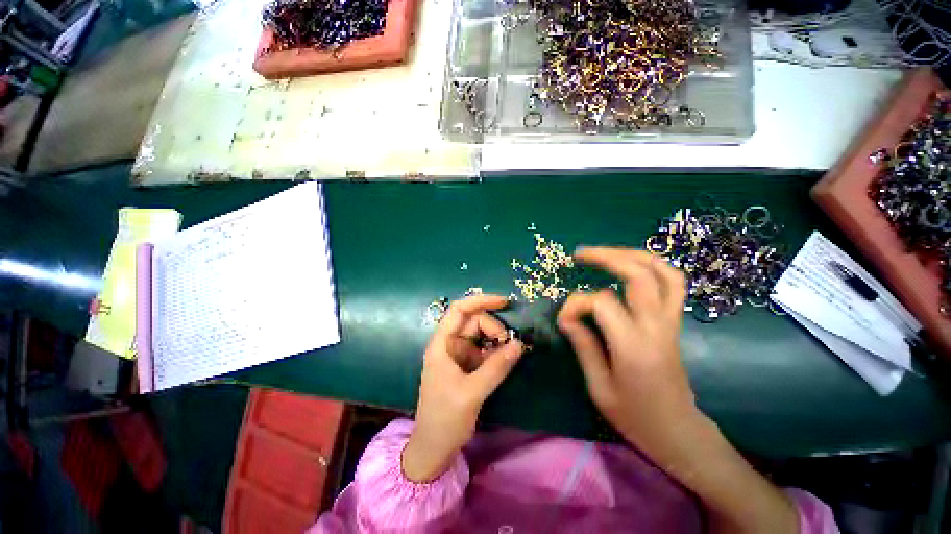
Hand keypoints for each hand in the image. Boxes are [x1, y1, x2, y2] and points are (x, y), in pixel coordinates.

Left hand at [402, 294, 524, 481]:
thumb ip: (496, 367)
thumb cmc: (445, 419)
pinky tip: (504, 362)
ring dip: (497, 341)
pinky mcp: (467, 366)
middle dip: (493, 328)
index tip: (505, 302)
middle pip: (474, 321)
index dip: (481, 301)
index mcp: (442, 344)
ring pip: (481, 335)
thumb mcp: (472, 393)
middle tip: (509, 346)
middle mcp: (450, 344)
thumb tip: (519, 344)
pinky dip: (496, 352)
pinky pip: (484, 350)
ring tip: (508, 356)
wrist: (434, 448)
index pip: (459, 310)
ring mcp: (459, 355)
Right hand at [559, 247, 798, 532]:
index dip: (576, 305)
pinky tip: (633, 265)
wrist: (679, 432)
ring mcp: (671, 322)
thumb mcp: (599, 388)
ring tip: (606, 252)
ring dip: (632, 255)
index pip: (601, 303)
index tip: (564, 320)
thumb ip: (583, 346)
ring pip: (662, 272)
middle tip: (580, 255)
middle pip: (638, 275)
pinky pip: (673, 283)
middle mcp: (656, 327)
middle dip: (606, 257)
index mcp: (634, 347)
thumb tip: (568, 317)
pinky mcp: (675, 322)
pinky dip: (654, 266)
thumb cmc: (635, 417)